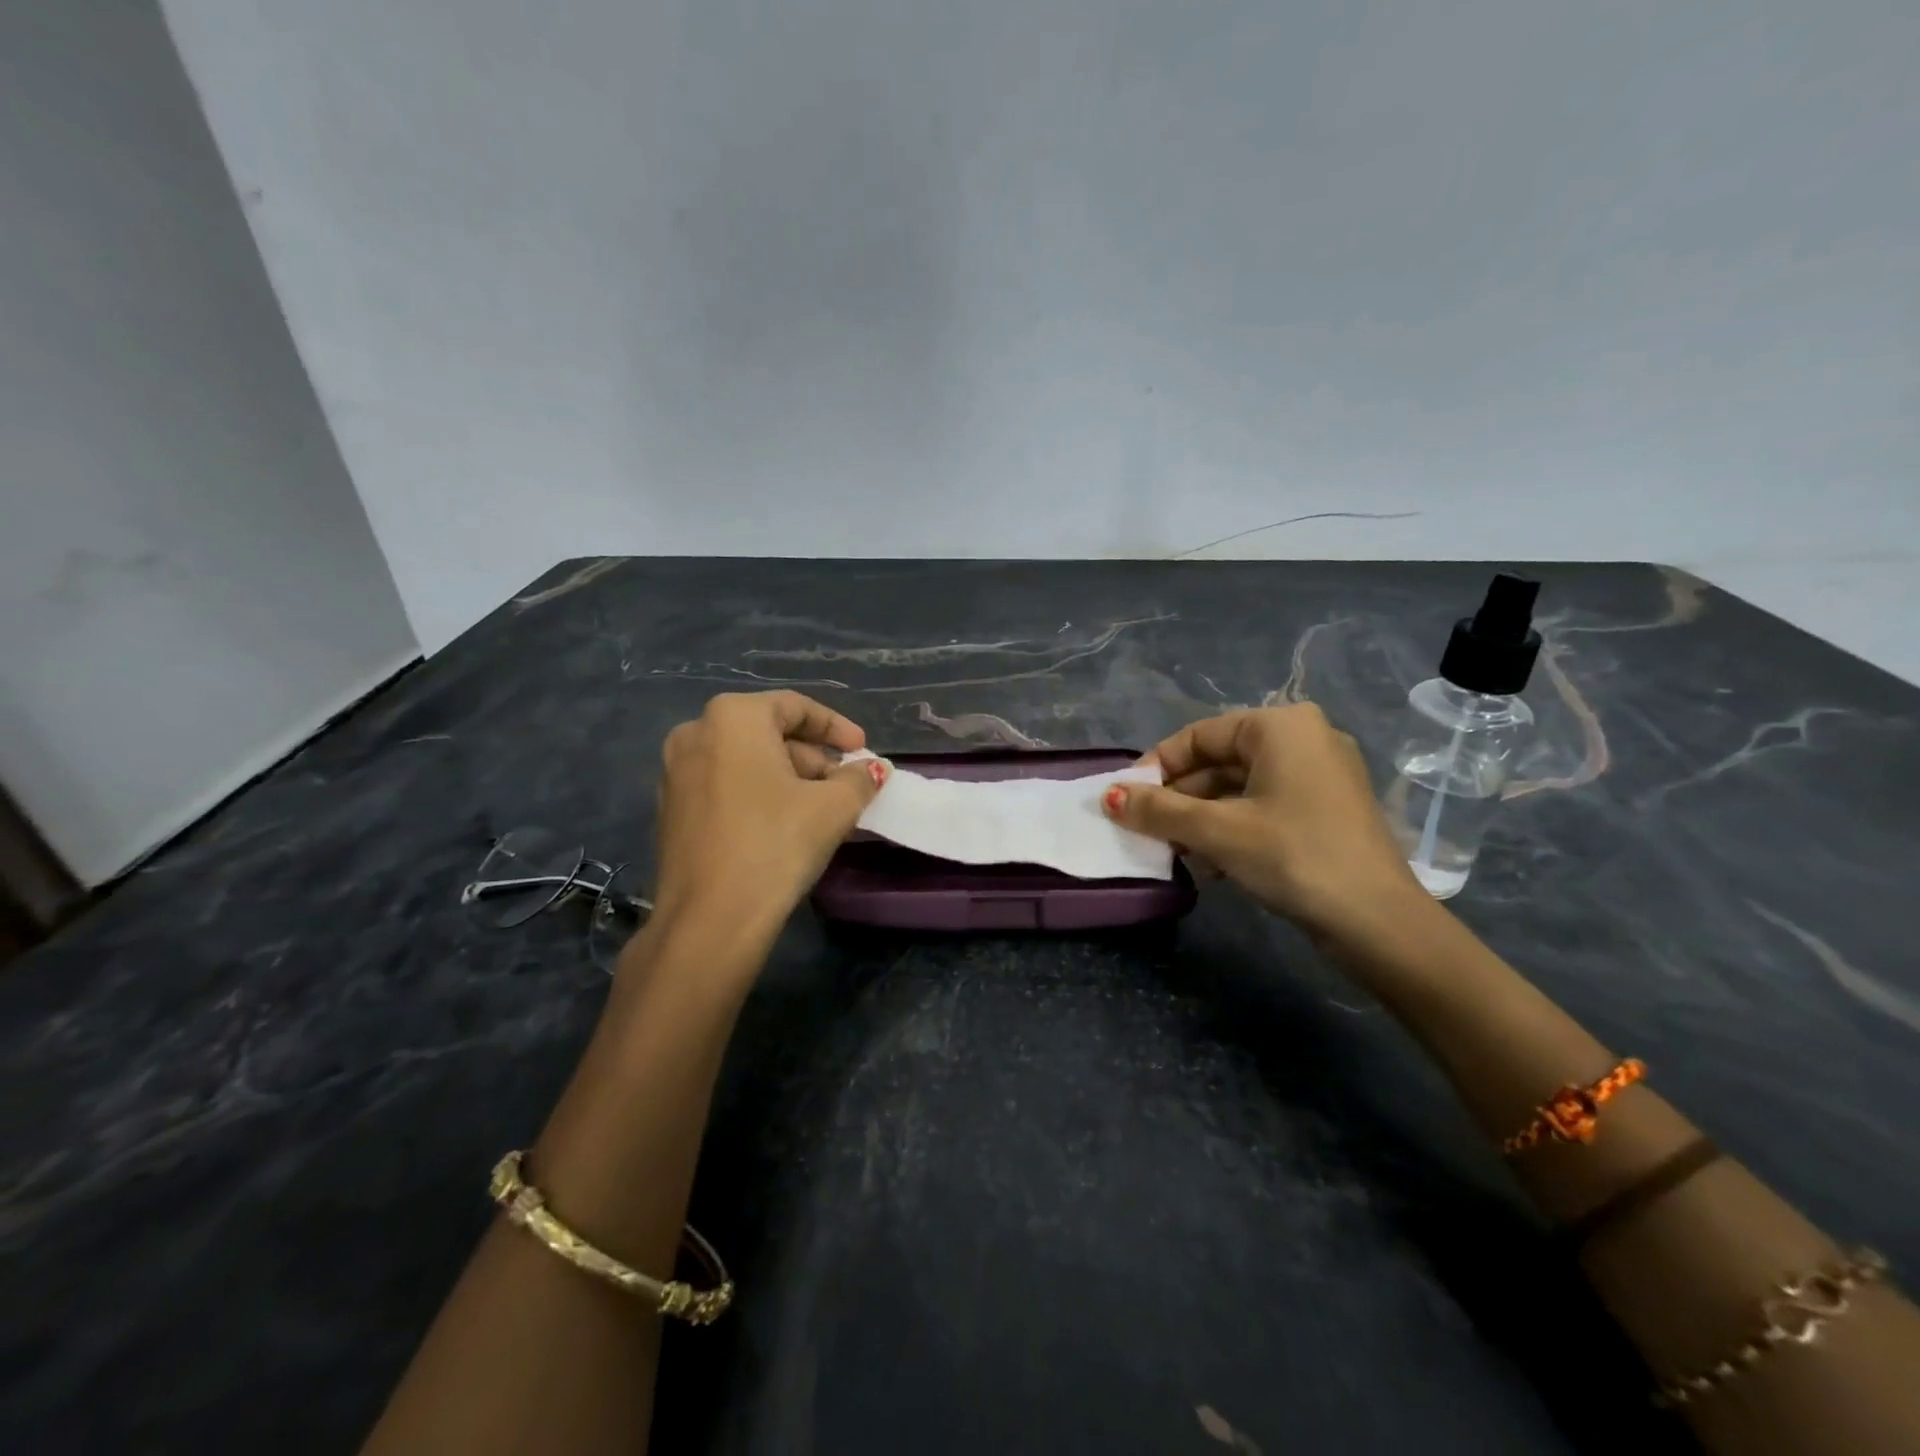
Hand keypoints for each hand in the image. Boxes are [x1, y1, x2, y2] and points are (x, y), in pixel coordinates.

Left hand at [649, 691, 885, 946]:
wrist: (710, 919)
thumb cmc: (776, 844)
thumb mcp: (833, 807)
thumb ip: (858, 779)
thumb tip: (872, 770)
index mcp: (733, 717)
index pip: (795, 707)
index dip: (836, 727)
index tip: (862, 750)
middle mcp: (696, 733)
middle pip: (768, 733)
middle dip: (812, 757)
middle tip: (845, 785)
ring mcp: (675, 772)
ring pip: (745, 761)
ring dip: (787, 777)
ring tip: (821, 809)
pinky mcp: (670, 809)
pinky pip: (724, 786)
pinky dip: (758, 795)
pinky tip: (784, 825)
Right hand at [1101, 703, 1428, 947]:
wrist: (1377, 921)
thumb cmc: (1292, 856)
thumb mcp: (1215, 831)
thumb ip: (1157, 809)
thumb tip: (1108, 796)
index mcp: (1280, 726)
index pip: (1198, 736)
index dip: (1156, 767)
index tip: (1127, 801)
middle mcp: (1305, 737)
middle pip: (1219, 761)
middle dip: (1180, 799)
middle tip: (1148, 831)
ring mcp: (1322, 773)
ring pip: (1241, 786)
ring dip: (1203, 818)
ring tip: (1177, 852)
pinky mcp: (1329, 807)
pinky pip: (1266, 804)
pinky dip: (1234, 826)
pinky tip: (1214, 862)